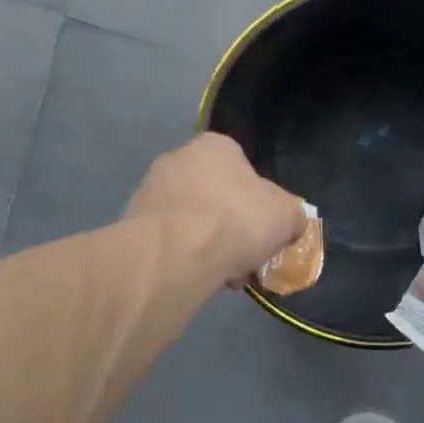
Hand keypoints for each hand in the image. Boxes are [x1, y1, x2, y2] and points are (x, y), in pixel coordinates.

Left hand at [126, 134, 307, 285]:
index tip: (263, 233)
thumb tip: (291, 222)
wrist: (175, 252)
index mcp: (216, 145)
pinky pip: (167, 240)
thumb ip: (292, 215)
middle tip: (243, 257)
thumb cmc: (236, 220)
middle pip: (214, 195)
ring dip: (206, 244)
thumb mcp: (286, 216)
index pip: (242, 168)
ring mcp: (150, 188)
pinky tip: (194, 277)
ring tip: (220, 275)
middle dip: (230, 227)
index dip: (257, 203)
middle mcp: (178, 157)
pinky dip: (181, 256)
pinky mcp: (131, 221)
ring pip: (189, 219)